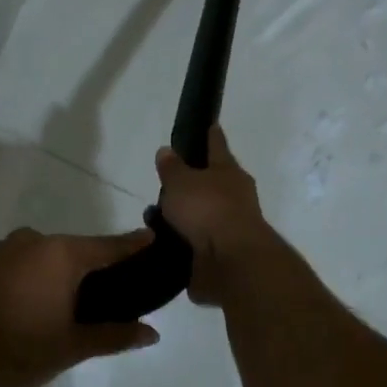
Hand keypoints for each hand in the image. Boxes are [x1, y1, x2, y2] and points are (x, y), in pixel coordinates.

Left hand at [0, 227, 160, 386]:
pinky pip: (2, 268)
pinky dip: (13, 283)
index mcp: (59, 257)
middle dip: (83, 270)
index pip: (108, 246)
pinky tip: (7, 312)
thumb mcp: (69, 349)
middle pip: (68, 251)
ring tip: (44, 312)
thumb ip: (113, 337)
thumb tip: (151, 333)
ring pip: (32, 259)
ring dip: (44, 278)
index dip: (132, 245)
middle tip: (93, 300)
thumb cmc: (12, 352)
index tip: (151, 238)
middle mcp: (28, 242)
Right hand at [156, 126, 276, 305]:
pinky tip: (160, 242)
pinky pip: (195, 242)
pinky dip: (180, 241)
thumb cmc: (208, 210)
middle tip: (164, 185)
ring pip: (201, 215)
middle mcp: (233, 197)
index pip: (217, 145)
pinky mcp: (220, 254)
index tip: (210, 124)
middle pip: (210, 184)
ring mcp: (229, 227)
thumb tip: (167, 151)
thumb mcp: (181, 182)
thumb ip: (172, 168)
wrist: (230, 262)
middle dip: (190, 184)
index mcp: (228, 172)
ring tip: (153, 219)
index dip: (211, 134)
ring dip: (182, 217)